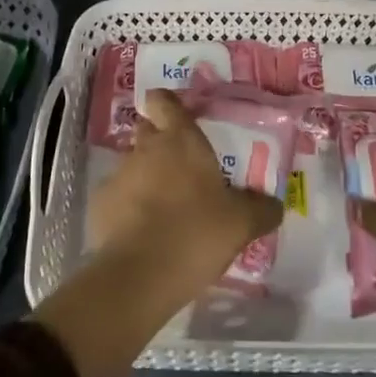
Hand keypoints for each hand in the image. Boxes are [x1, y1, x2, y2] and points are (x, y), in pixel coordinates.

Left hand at [32, 89, 283, 376]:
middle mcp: (146, 148)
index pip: (163, 100)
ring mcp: (119, 174)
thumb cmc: (196, 233)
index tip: (178, 117)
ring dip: (145, 177)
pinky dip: (128, 206)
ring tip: (164, 207)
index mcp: (180, 139)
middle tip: (181, 167)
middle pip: (147, 130)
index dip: (167, 104)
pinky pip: (118, 196)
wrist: (139, 275)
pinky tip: (142, 231)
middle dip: (159, 142)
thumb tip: (276, 205)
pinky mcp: (100, 204)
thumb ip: (261, 209)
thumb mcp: (241, 224)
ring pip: (133, 164)